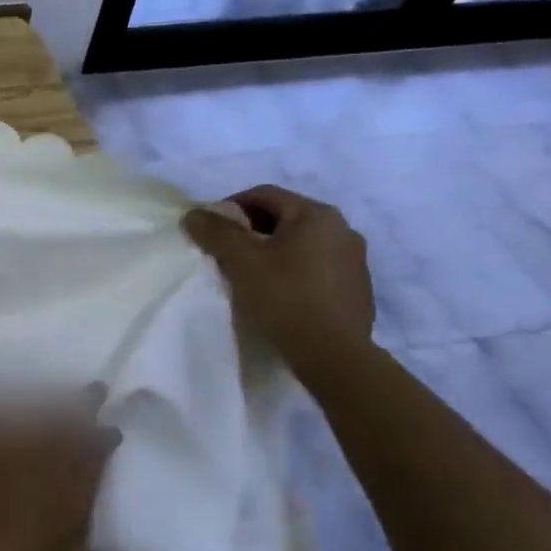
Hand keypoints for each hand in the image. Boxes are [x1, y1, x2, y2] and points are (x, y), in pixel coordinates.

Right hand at [183, 184, 374, 376]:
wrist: (333, 355)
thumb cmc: (284, 297)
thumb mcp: (240, 261)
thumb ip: (215, 231)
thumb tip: (194, 214)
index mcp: (316, 215)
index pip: (264, 194)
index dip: (230, 206)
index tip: (209, 230)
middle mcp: (343, 229)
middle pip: (284, 217)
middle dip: (250, 230)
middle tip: (224, 252)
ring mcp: (354, 260)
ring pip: (300, 244)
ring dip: (271, 251)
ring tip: (248, 275)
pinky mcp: (356, 289)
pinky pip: (315, 267)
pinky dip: (292, 271)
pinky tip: (277, 294)